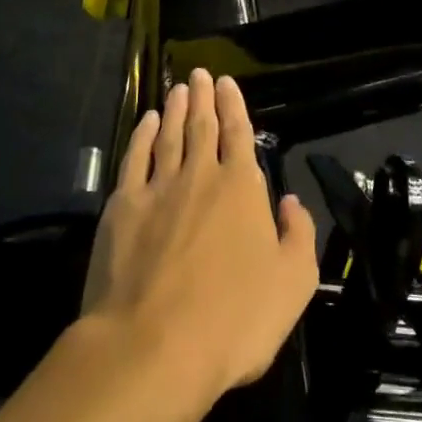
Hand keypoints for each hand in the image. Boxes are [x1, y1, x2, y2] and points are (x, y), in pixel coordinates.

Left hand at [81, 70, 317, 421]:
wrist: (153, 347)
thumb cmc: (233, 320)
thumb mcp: (293, 284)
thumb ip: (299, 235)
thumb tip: (291, 201)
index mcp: (241, 188)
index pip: (239, 133)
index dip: (234, 106)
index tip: (227, 82)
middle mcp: (200, 175)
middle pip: (202, 125)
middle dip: (203, 96)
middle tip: (200, 73)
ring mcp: (158, 188)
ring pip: (169, 135)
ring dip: (175, 109)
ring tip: (178, 88)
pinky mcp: (122, 207)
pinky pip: (135, 158)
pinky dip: (142, 135)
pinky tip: (146, 122)